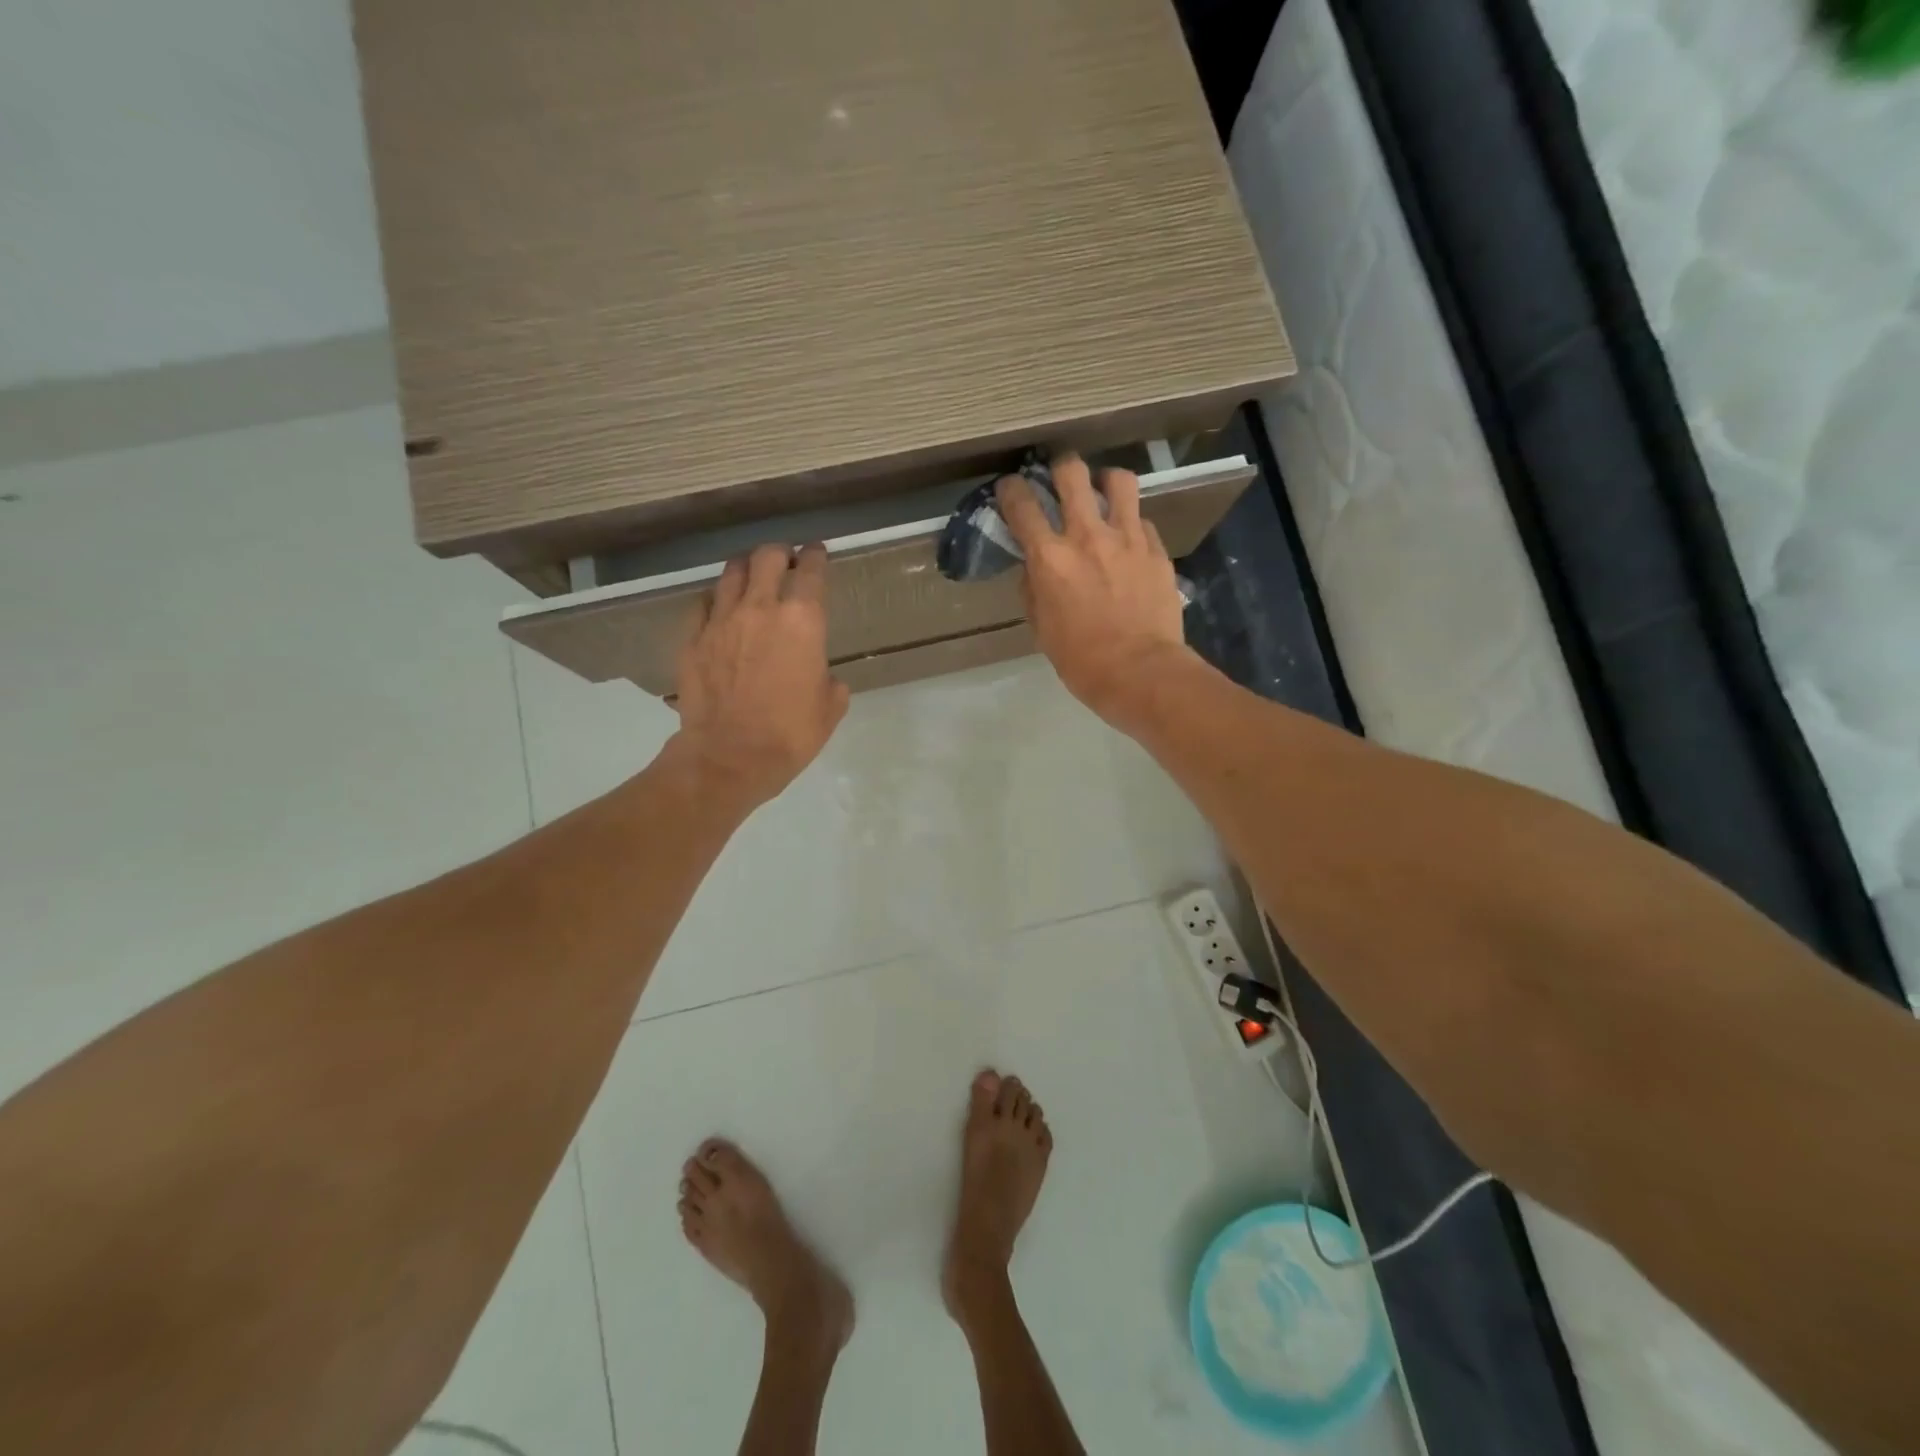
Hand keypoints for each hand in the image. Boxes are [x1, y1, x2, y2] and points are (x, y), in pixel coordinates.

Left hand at [669, 543, 849, 809]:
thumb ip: (829, 680)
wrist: (730, 757)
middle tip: (784, 562)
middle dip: (779, 554)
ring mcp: (721, 620)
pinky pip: (702, 604)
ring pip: (731, 573)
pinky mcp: (692, 638)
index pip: (811, 570)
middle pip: (767, 557)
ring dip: (746, 569)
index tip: (817, 553)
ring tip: (751, 578)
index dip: (816, 556)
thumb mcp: (830, 708)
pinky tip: (719, 610)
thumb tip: (821, 675)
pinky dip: (715, 600)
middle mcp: (761, 608)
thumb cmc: (790, 734)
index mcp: (802, 620)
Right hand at [996, 454, 1192, 728]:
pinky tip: (1128, 540)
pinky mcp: (1156, 549)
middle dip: (1060, 468)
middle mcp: (1087, 536)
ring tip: (1102, 493)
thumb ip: (1034, 590)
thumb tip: (1033, 569)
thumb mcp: (1042, 629)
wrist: (1141, 672)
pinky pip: (1142, 520)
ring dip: (1105, 481)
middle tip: (1059, 479)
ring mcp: (1127, 538)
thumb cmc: (1082, 660)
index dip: (1011, 489)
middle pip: (1071, 473)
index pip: (1022, 505)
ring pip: (1118, 480)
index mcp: (1050, 558)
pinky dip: (1131, 523)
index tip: (1010, 489)